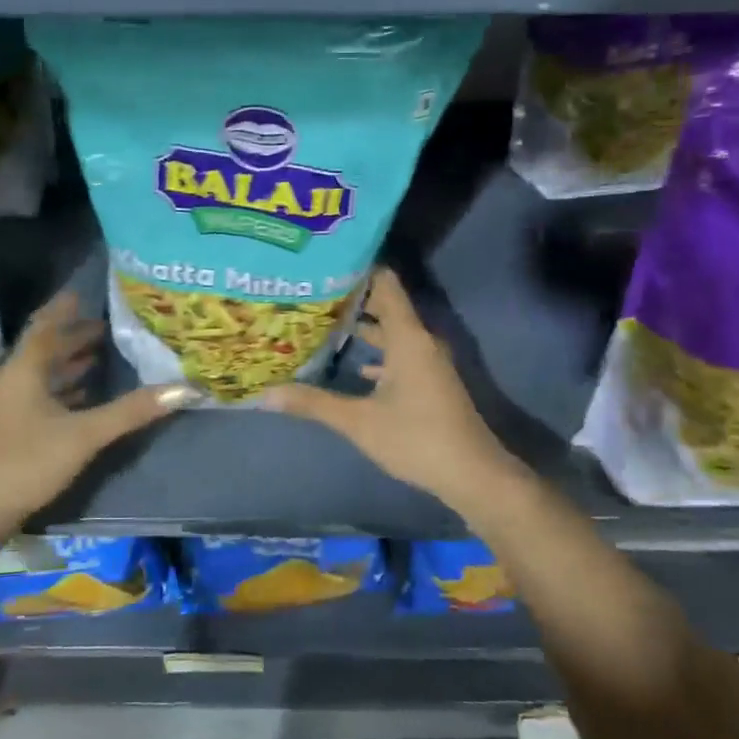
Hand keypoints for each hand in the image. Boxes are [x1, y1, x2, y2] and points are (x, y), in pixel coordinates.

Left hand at [0, 291, 195, 546]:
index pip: (46, 326)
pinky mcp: (11, 428)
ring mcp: (9, 405)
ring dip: (69, 361)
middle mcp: (13, 380)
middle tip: (107, 326)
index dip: (64, 308)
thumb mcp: (85, 435)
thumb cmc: (28, 462)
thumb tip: (184, 388)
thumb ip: (132, 411)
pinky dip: (63, 388)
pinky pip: (40, 395)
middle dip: (73, 335)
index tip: (85, 293)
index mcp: (24, 370)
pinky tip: (84, 395)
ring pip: (42, 373)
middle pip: (45, 348)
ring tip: (100, 354)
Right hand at [269, 269, 522, 519]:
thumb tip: (264, 394)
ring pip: (391, 332)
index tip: (323, 264)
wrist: (473, 474)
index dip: (356, 268)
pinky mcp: (429, 381)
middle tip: (310, 294)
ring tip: (322, 324)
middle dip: (350, 299)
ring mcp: (427, 361)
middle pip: (384, 305)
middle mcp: (419, 340)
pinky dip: (376, 353)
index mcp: (407, 337)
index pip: (384, 283)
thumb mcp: (359, 421)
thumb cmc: (416, 438)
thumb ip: (313, 403)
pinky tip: (354, 365)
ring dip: (362, 328)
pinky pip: (399, 353)